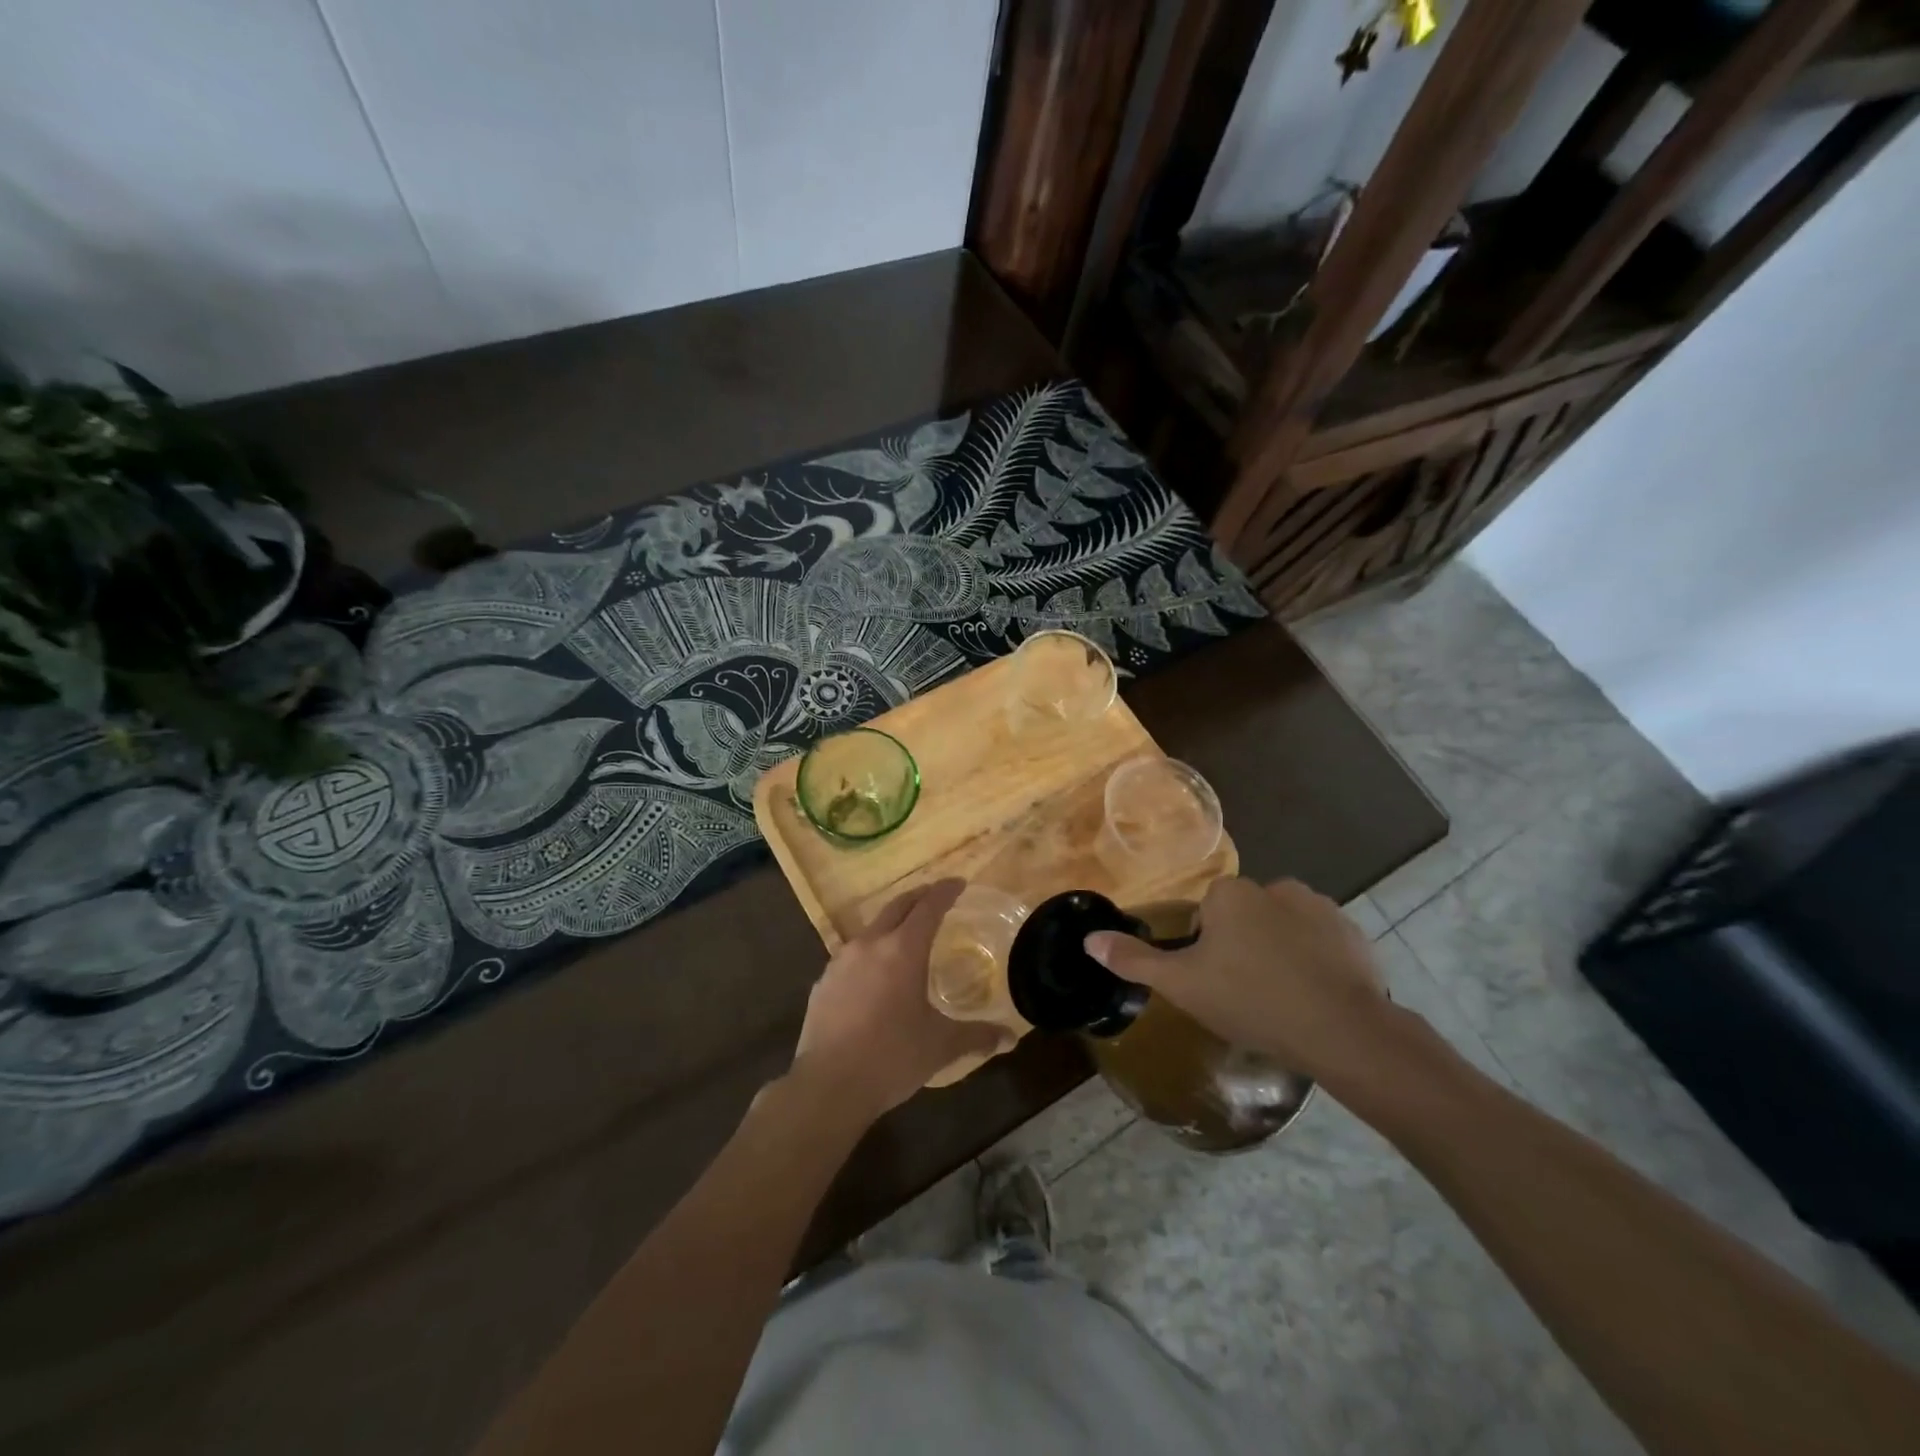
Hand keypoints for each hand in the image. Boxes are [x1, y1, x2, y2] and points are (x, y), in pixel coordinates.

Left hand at [789, 879, 1003, 1123]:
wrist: (828, 1085)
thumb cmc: (892, 1057)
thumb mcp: (941, 1046)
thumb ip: (977, 1036)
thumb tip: (1010, 1037)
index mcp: (903, 950)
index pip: (929, 906)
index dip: (945, 891)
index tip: (958, 883)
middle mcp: (870, 944)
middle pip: (897, 906)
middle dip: (919, 897)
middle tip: (935, 897)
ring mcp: (841, 961)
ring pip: (872, 929)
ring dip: (892, 924)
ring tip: (906, 937)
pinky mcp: (823, 982)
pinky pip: (851, 956)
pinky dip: (870, 954)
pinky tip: (874, 977)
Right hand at [1084, 877, 1394, 1086]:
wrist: (1341, 1030)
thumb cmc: (1250, 1000)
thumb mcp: (1182, 985)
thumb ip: (1135, 960)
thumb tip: (1089, 939)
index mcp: (1230, 894)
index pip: (1207, 914)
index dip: (1206, 950)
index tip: (1216, 983)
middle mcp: (1274, 886)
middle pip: (1245, 918)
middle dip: (1243, 948)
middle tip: (1246, 994)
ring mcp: (1320, 907)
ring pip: (1283, 928)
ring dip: (1280, 952)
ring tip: (1284, 999)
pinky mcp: (1353, 932)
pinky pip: (1321, 942)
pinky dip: (1316, 961)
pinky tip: (1316, 997)